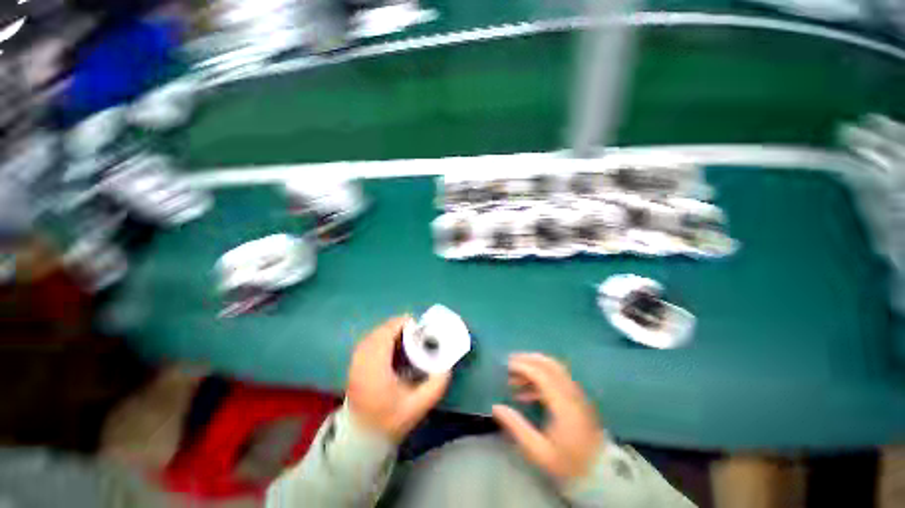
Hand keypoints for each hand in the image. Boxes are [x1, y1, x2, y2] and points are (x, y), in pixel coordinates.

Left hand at [347, 316, 450, 442]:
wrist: (362, 438)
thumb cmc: (389, 421)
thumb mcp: (418, 406)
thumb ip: (436, 385)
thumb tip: (447, 366)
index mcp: (376, 369)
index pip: (386, 335)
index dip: (401, 325)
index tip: (417, 325)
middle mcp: (362, 362)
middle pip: (379, 332)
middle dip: (397, 326)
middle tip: (414, 331)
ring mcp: (354, 363)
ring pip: (372, 335)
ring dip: (388, 331)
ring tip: (404, 336)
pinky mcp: (353, 366)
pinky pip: (367, 342)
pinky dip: (380, 338)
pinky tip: (390, 345)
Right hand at [492, 353, 604, 483]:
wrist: (598, 472)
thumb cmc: (567, 463)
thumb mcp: (538, 451)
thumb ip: (516, 426)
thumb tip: (496, 407)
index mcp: (563, 404)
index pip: (541, 374)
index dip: (522, 366)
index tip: (506, 366)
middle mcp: (571, 393)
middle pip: (549, 364)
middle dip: (527, 360)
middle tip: (509, 363)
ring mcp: (576, 393)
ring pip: (554, 368)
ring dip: (534, 367)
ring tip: (515, 377)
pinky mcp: (577, 397)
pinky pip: (558, 377)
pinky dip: (541, 377)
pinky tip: (527, 392)